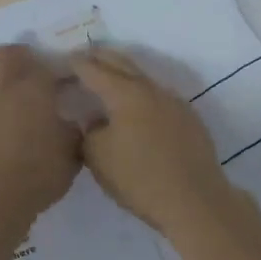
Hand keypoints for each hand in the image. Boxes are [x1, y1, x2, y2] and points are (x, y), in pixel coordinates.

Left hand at [0, 46, 81, 227]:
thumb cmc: (38, 176)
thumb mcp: (71, 156)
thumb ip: (72, 134)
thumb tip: (71, 123)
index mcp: (35, 93)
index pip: (42, 68)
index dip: (47, 67)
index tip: (53, 75)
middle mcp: (3, 89)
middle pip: (4, 57)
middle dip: (11, 53)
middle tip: (16, 58)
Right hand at [72, 49, 234, 235]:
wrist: (195, 201)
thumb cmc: (139, 179)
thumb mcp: (98, 158)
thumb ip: (89, 131)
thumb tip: (94, 120)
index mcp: (125, 93)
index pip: (94, 69)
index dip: (77, 63)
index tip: (65, 59)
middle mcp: (151, 89)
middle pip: (122, 63)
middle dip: (101, 58)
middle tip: (85, 58)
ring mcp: (174, 102)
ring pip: (143, 78)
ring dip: (124, 75)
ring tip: (109, 81)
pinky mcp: (189, 118)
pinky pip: (158, 97)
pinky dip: (141, 95)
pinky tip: (137, 110)